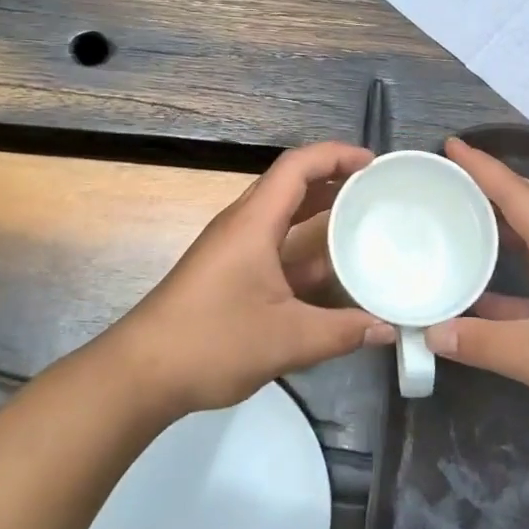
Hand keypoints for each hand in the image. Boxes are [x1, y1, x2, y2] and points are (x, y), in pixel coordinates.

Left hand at [105, 142, 396, 415]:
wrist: (141, 373)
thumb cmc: (212, 342)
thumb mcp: (287, 339)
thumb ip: (342, 332)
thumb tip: (387, 328)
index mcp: (254, 223)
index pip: (297, 166)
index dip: (336, 155)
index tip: (373, 164)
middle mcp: (242, 225)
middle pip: (290, 184)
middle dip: (333, 180)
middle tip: (376, 191)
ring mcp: (233, 249)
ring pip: (282, 216)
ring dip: (319, 213)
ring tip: (362, 221)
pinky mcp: (228, 273)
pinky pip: (274, 244)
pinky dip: (304, 246)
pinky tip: (330, 270)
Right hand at [424, 138, 528, 445]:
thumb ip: (483, 343)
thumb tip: (431, 332)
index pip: (516, 195)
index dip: (482, 167)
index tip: (450, 145)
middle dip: (492, 184)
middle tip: (452, 178)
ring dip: (500, 222)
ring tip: (461, 219)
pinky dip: (506, 269)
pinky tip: (479, 289)